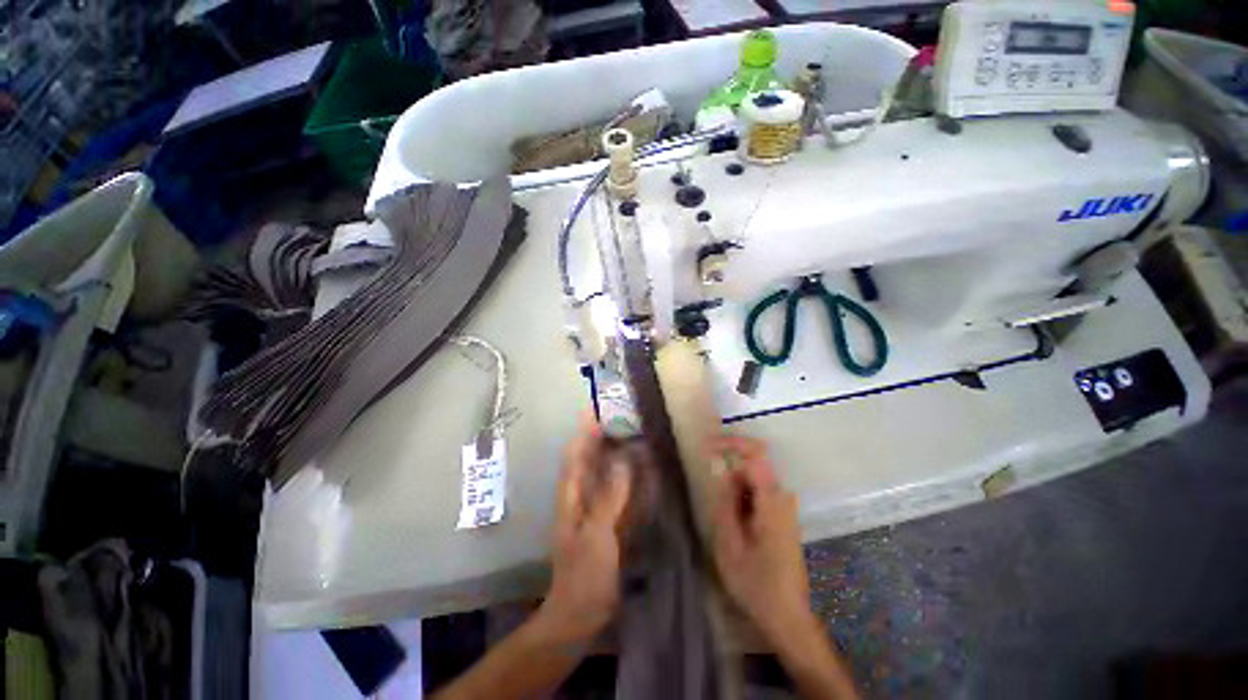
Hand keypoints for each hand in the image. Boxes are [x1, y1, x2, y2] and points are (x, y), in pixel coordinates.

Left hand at [539, 416, 630, 642]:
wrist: (581, 615)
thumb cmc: (584, 574)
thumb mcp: (597, 534)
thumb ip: (610, 496)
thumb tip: (622, 458)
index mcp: (572, 494)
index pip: (576, 453)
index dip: (585, 430)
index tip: (599, 409)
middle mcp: (582, 495)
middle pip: (592, 458)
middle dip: (604, 436)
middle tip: (626, 416)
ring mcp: (597, 507)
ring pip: (607, 472)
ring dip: (620, 453)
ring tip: (638, 434)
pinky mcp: (611, 520)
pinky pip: (622, 491)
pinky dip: (632, 477)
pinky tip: (646, 469)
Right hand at [708, 435, 816, 645]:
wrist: (788, 618)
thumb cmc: (756, 584)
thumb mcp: (729, 544)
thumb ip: (725, 502)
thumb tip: (721, 470)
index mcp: (772, 501)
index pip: (755, 453)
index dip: (730, 443)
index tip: (706, 448)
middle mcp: (783, 498)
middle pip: (752, 468)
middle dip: (728, 478)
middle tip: (713, 505)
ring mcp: (785, 507)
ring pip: (753, 482)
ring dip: (733, 493)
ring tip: (725, 527)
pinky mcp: (783, 516)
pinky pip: (758, 495)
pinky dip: (741, 502)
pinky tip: (736, 530)